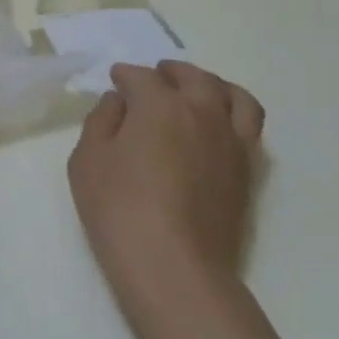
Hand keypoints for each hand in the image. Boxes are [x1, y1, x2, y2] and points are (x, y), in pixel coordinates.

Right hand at [67, 61, 265, 299]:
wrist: (174, 266)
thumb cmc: (119, 208)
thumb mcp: (87, 159)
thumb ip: (101, 120)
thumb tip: (118, 101)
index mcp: (160, 104)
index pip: (141, 77)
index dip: (124, 76)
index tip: (115, 80)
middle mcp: (202, 112)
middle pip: (192, 77)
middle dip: (171, 72)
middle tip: (156, 76)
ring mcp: (231, 141)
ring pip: (233, 96)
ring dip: (212, 85)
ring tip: (198, 91)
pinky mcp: (248, 171)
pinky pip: (250, 127)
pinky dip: (234, 114)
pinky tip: (217, 127)